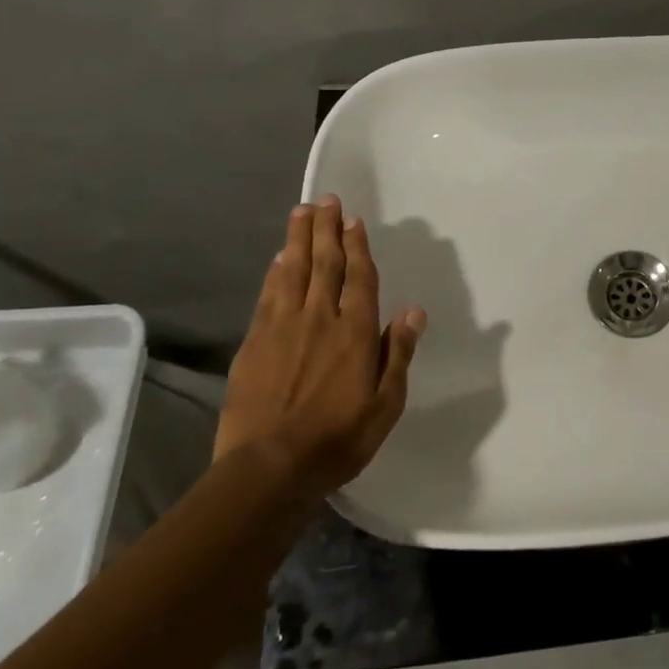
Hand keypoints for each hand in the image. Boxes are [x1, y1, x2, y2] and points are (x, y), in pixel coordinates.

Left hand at [215, 195, 425, 496]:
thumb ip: (398, 353)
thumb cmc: (338, 439)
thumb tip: (414, 311)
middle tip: (327, 200)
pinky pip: (268, 295)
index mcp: (356, 332)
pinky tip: (279, 258)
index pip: (359, 277)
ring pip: (294, 271)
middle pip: (325, 263)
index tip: (354, 220)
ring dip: (299, 239)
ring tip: (302, 212)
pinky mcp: (255, 342)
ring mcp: (283, 327)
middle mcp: (320, 318)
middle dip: (327, 229)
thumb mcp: (386, 404)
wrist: (269, 468)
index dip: (357, 246)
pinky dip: (275, 272)